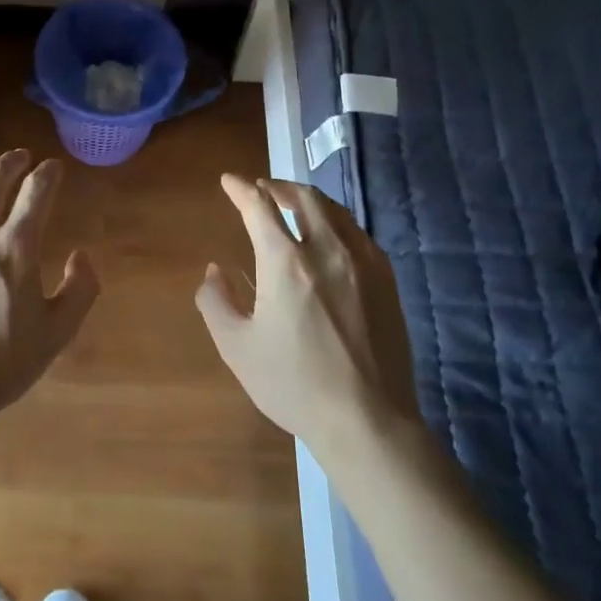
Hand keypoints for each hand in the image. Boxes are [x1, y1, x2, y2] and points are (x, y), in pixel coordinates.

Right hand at [196, 175, 418, 455]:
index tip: (229, 181)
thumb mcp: (237, 347)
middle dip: (278, 186)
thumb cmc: (294, 384)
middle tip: (262, 188)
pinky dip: (336, 223)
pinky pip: (358, 234)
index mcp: (286, 263)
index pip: (260, 207)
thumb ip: (216, 301)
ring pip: (335, 211)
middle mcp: (327, 250)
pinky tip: (330, 237)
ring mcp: (363, 263)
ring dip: (308, 200)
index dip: (241, 189)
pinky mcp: (386, 280)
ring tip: (293, 205)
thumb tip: (215, 271)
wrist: (367, 419)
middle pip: (304, 198)